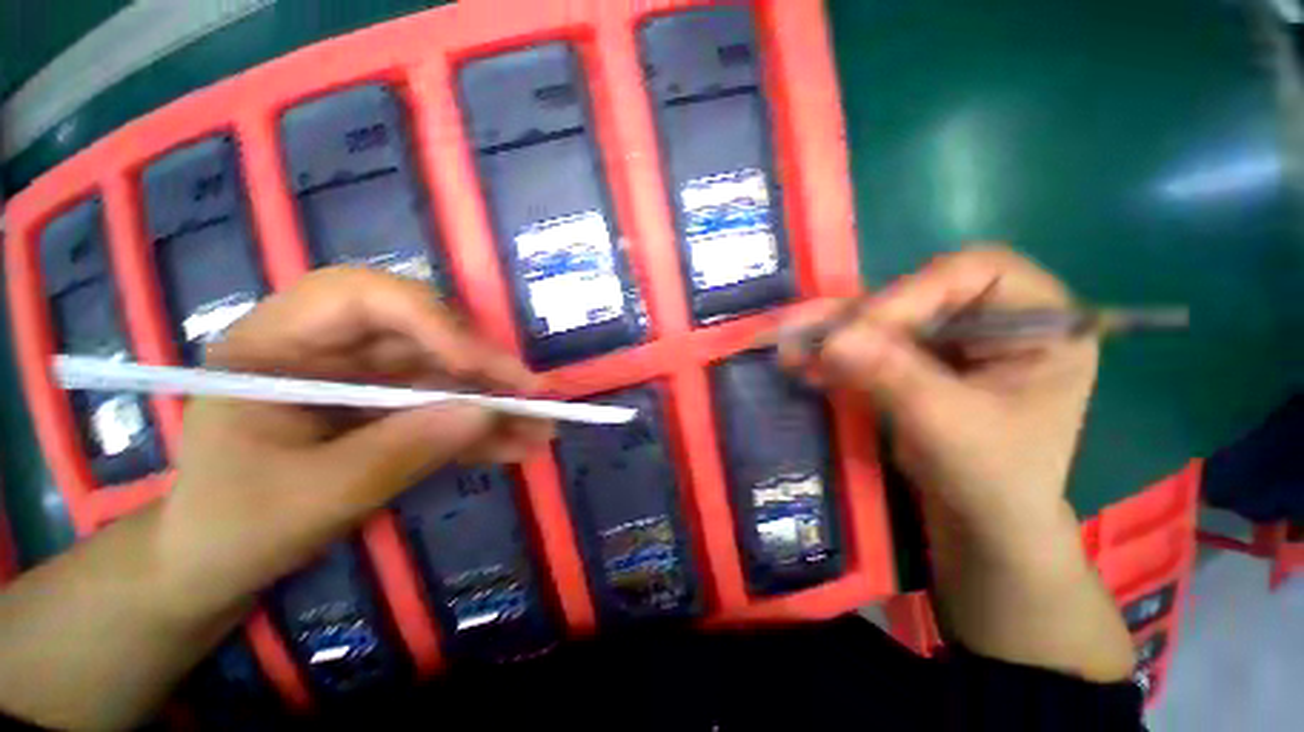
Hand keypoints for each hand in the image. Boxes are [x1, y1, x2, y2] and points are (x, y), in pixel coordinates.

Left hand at [155, 267, 553, 618]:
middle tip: (531, 396)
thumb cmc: (232, 529)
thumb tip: (486, 414)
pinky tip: (518, 446)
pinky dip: (482, 429)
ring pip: (444, 375)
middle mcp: (327, 350)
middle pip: (421, 334)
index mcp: (277, 345)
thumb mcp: (313, 497)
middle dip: (481, 367)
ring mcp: (364, 381)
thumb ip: (401, 451)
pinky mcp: (388, 411)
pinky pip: (443, 410)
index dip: (430, 320)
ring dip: (494, 404)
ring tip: (539, 430)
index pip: (361, 297)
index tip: (478, 366)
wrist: (215, 566)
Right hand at [779, 246, 1096, 548]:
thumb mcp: (948, 424)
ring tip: (790, 344)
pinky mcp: (917, 356)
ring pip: (883, 316)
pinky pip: (869, 342)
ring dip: (833, 331)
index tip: (861, 331)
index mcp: (1040, 320)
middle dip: (860, 317)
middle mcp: (994, 316)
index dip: (911, 293)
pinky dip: (834, 352)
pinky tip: (802, 361)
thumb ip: (893, 375)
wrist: (981, 519)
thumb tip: (833, 340)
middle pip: (917, 291)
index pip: (973, 272)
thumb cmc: (993, 477)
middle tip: (810, 335)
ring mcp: (951, 335)